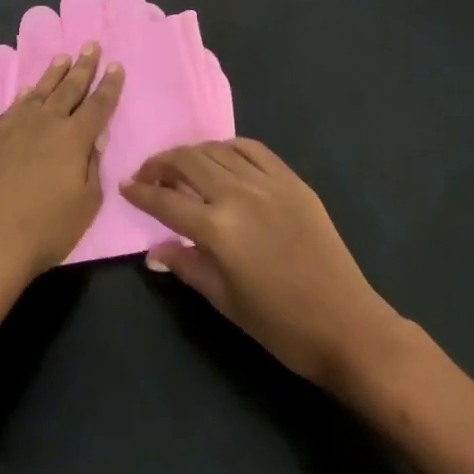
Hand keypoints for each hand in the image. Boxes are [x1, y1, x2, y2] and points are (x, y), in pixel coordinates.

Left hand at [0, 44, 123, 290]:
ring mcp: (17, 127)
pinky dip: (25, 95)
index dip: (109, 85)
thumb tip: (94, 139)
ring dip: (54, 73)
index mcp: (74, 138)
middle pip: (69, 89)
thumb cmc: (48, 228)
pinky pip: (14, 107)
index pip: (98, 105)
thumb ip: (92, 166)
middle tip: (90, 45)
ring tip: (63, 57)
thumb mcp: (87, 203)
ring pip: (40, 92)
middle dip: (83, 67)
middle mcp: (46, 123)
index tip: (116, 65)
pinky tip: (29, 89)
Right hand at [121, 139, 408, 392]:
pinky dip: (230, 148)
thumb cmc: (280, 326)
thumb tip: (154, 251)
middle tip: (149, 174)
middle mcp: (238, 195)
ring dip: (192, 153)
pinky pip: (253, 149)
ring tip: (182, 166)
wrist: (348, 326)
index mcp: (218, 229)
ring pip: (217, 150)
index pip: (166, 201)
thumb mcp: (225, 301)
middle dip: (161, 164)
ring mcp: (268, 183)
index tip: (126, 186)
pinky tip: (222, 158)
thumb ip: (187, 266)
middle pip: (188, 162)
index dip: (141, 192)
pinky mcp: (292, 181)